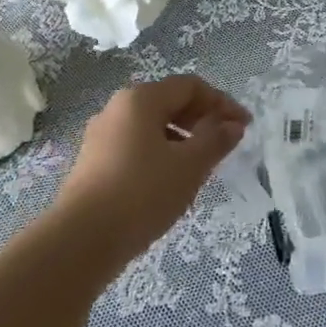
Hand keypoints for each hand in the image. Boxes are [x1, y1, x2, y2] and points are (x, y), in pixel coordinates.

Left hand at [51, 75, 249, 266]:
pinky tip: (170, 181)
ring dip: (182, 138)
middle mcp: (118, 108)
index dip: (221, 102)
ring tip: (201, 166)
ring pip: (152, 126)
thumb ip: (215, 140)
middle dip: (202, 119)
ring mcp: (101, 135)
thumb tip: (233, 125)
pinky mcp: (93, 162)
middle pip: (169, 102)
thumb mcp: (189, 166)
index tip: (244, 126)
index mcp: (141, 98)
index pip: (190, 86)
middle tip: (226, 144)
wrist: (81, 240)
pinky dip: (160, 153)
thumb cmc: (142, 193)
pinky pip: (136, 145)